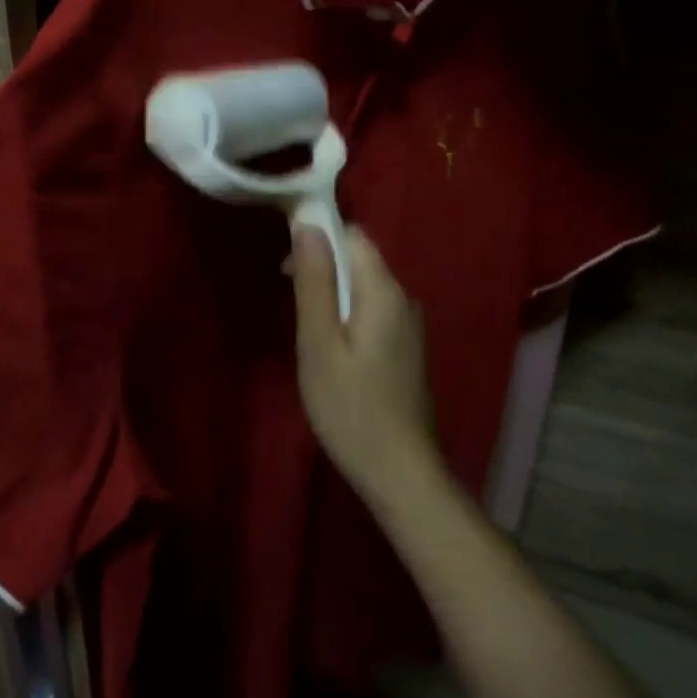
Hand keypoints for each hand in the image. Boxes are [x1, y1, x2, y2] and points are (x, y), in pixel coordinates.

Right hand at [289, 225, 439, 499]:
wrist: (401, 474)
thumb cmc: (351, 409)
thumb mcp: (319, 344)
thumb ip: (314, 282)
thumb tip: (308, 223)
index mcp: (384, 291)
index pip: (353, 235)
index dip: (318, 236)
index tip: (287, 263)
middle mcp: (404, 298)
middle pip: (359, 259)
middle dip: (322, 266)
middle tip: (289, 298)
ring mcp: (409, 325)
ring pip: (364, 286)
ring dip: (332, 292)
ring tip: (306, 328)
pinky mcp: (407, 348)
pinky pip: (373, 310)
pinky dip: (347, 314)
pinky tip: (332, 348)